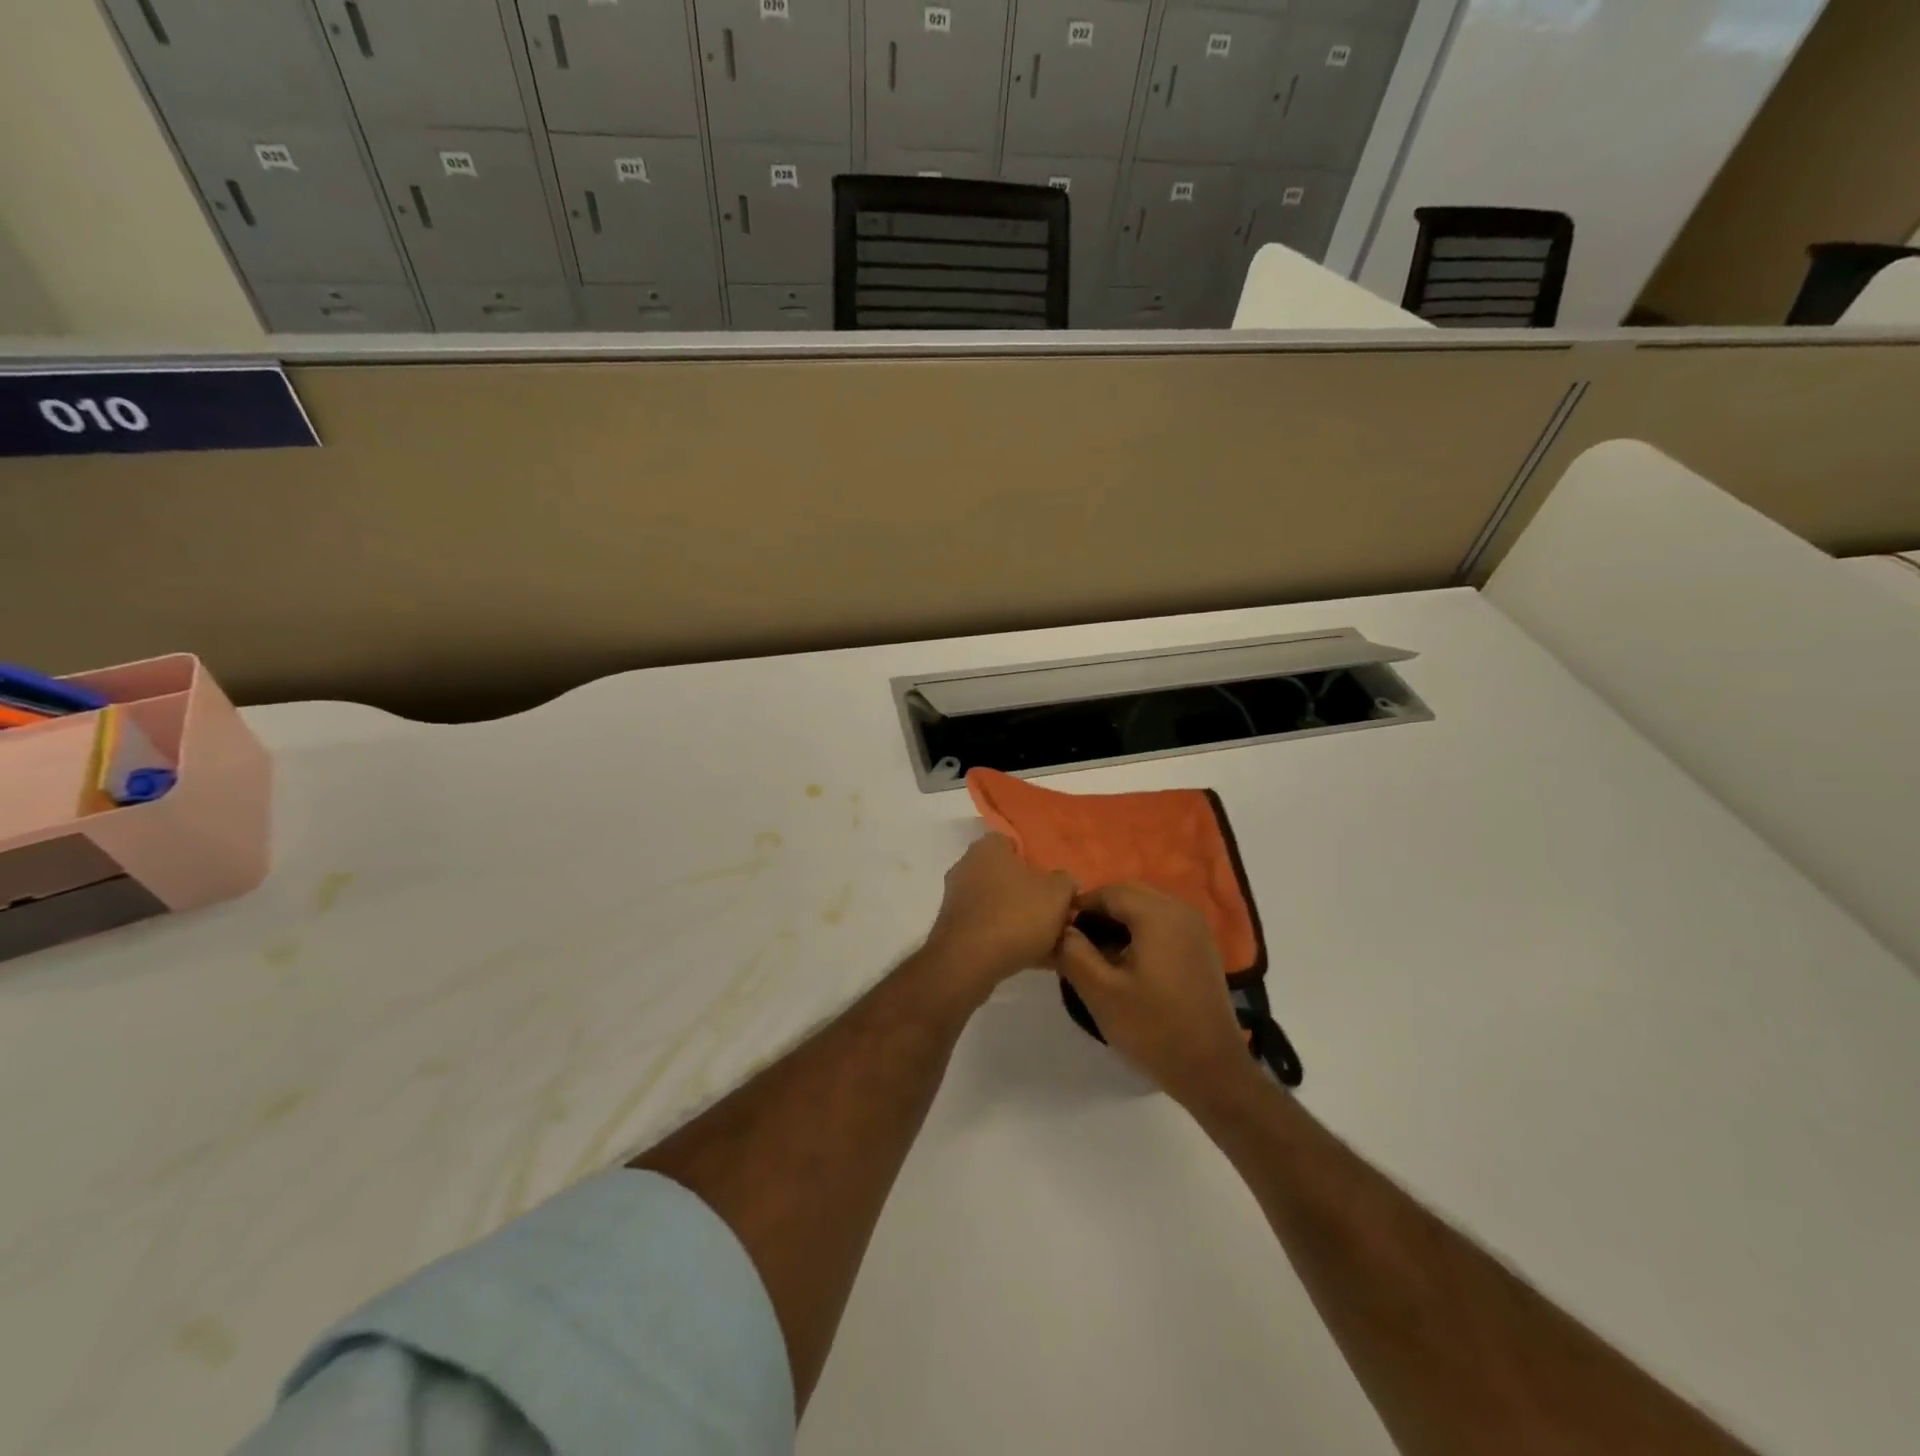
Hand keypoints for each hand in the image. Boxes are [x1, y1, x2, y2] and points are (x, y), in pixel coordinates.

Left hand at [921, 835, 1076, 999]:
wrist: (968, 962)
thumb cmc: (1015, 915)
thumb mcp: (1057, 893)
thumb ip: (1065, 882)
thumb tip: (1064, 883)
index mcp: (987, 848)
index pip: (1014, 844)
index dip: (1037, 862)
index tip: (1056, 884)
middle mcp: (967, 868)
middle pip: (1008, 878)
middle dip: (1033, 897)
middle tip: (1058, 916)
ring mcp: (958, 901)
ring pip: (1001, 907)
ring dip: (1024, 923)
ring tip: (1054, 946)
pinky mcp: (954, 931)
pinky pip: (990, 931)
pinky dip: (1010, 942)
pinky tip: (1036, 961)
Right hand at [1053, 883, 1252, 1103]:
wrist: (1212, 1071)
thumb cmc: (1153, 1028)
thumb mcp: (1100, 992)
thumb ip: (1073, 952)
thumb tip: (1061, 929)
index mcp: (1157, 914)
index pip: (1108, 892)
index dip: (1079, 908)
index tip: (1061, 936)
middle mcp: (1180, 910)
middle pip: (1129, 894)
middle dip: (1100, 913)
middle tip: (1079, 946)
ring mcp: (1196, 928)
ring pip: (1147, 908)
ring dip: (1120, 922)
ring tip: (1101, 957)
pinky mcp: (1202, 948)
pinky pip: (1164, 923)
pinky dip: (1142, 932)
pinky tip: (1130, 965)